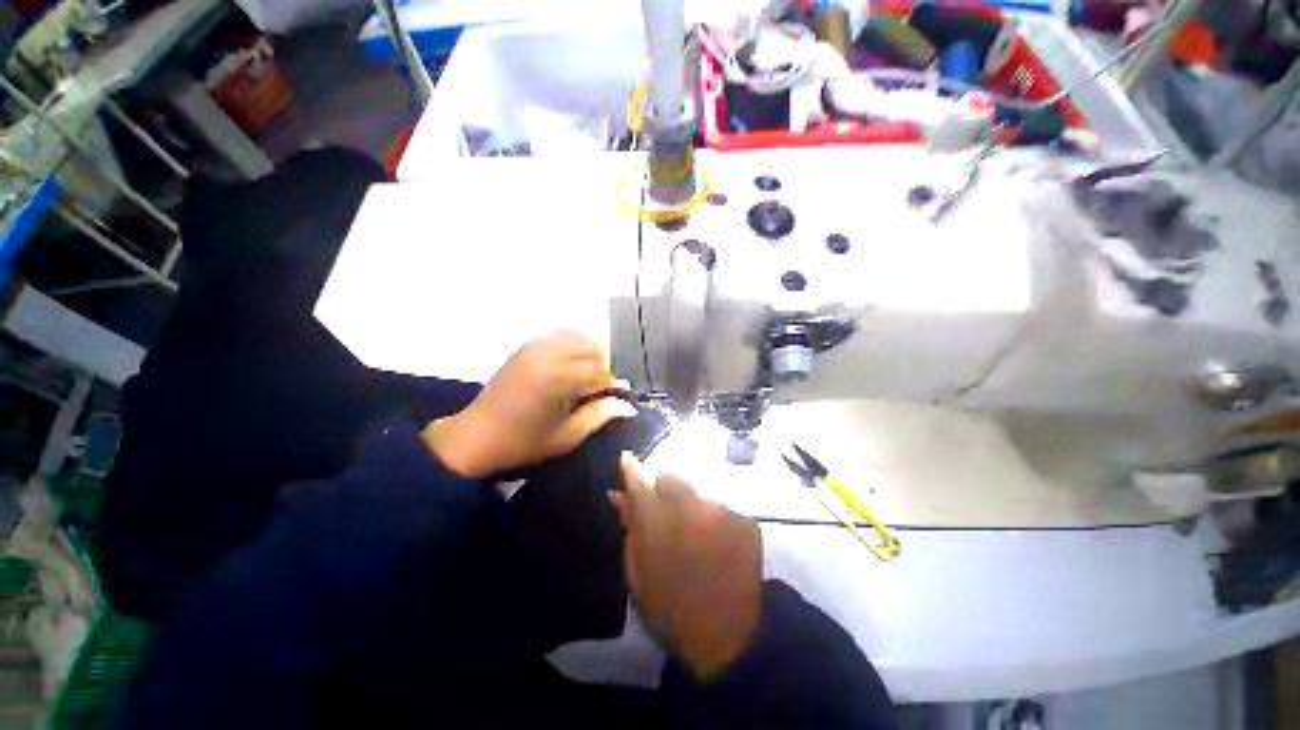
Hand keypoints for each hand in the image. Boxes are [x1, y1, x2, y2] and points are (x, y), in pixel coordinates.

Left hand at [422, 331, 635, 477]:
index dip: (609, 385)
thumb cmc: (523, 443)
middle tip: (596, 389)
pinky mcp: (525, 347)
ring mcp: (534, 347)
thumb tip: (626, 405)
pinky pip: (558, 336)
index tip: (609, 400)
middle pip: (591, 346)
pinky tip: (567, 367)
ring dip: (587, 353)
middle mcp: (547, 355)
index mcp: (557, 379)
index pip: (599, 371)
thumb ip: (599, 416)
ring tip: (583, 377)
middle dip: (600, 366)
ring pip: (576, 336)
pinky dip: (570, 346)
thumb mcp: (566, 437)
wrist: (475, 437)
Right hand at [610, 453, 762, 678]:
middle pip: (671, 475)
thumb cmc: (670, 609)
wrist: (729, 638)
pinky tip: (718, 542)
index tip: (628, 459)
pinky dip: (716, 518)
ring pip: (698, 490)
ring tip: (697, 532)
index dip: (631, 468)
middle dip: (665, 485)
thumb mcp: (638, 572)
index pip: (638, 479)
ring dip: (692, 503)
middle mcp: (688, 505)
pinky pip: (722, 507)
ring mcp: (719, 509)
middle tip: (668, 510)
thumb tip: (620, 496)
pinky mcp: (743, 518)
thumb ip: (630, 527)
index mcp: (656, 520)